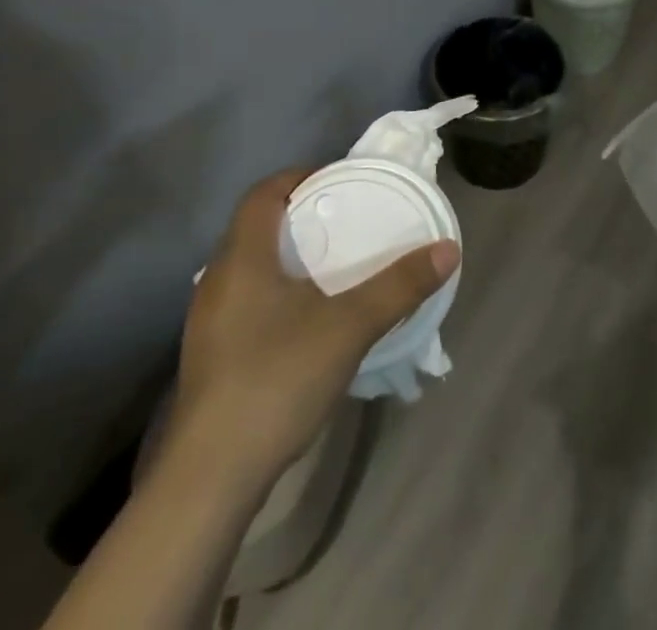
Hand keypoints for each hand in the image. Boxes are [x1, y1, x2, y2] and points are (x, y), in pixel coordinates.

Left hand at [167, 168, 459, 479]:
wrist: (210, 479)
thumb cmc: (276, 378)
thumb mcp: (349, 326)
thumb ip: (399, 285)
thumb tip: (448, 249)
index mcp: (243, 257)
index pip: (262, 193)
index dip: (298, 177)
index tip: (337, 180)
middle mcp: (217, 280)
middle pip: (255, 227)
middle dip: (298, 216)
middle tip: (343, 220)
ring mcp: (208, 322)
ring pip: (249, 267)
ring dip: (286, 257)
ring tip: (330, 265)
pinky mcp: (210, 357)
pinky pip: (245, 301)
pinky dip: (275, 291)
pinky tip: (304, 319)